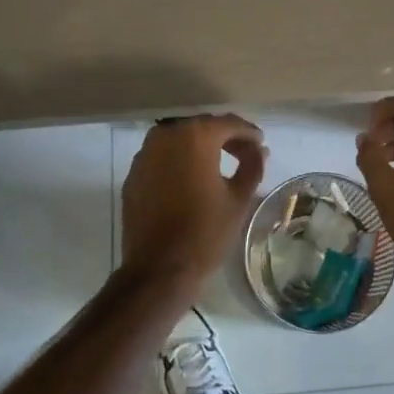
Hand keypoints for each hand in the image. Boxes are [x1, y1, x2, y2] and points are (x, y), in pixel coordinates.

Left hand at [120, 115, 266, 293]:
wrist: (158, 269)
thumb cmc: (205, 232)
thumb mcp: (239, 199)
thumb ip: (252, 166)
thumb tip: (259, 150)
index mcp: (195, 137)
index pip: (228, 123)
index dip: (248, 133)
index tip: (261, 144)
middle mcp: (167, 136)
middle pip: (202, 126)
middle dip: (225, 137)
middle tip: (244, 154)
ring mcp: (145, 154)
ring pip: (179, 139)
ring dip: (200, 146)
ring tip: (219, 165)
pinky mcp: (133, 173)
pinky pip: (162, 156)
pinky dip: (179, 160)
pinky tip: (191, 179)